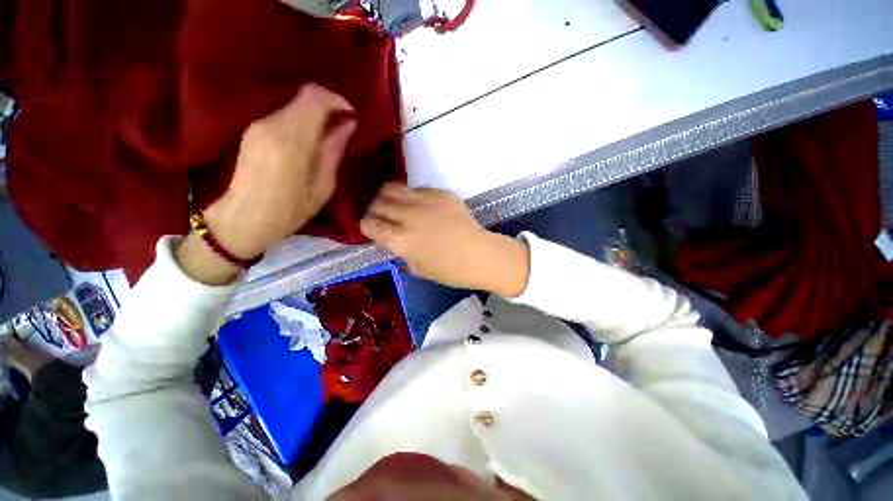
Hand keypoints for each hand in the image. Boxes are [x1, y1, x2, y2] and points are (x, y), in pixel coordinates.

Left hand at [177, 84, 355, 284]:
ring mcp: (258, 125)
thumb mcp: (323, 186)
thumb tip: (348, 125)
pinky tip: (310, 139)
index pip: (315, 98)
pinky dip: (301, 120)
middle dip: (329, 107)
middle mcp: (271, 124)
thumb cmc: (290, 210)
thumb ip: (334, 150)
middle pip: (304, 97)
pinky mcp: (252, 129)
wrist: (244, 219)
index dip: (337, 100)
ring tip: (329, 135)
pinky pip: (283, 114)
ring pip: (294, 105)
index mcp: (291, 140)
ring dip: (315, 114)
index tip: (352, 115)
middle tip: (344, 127)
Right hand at [360, 184, 529, 296]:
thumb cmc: (450, 271)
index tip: (370, 226)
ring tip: (394, 203)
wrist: (479, 255)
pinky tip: (420, 204)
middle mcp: (407, 217)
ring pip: (393, 188)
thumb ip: (401, 251)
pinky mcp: (440, 194)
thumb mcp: (417, 268)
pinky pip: (417, 189)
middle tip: (380, 214)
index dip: (365, 224)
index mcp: (400, 240)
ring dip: (388, 196)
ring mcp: (424, 202)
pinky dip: (412, 196)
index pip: (369, 224)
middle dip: (374, 208)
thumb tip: (393, 238)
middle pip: (377, 203)